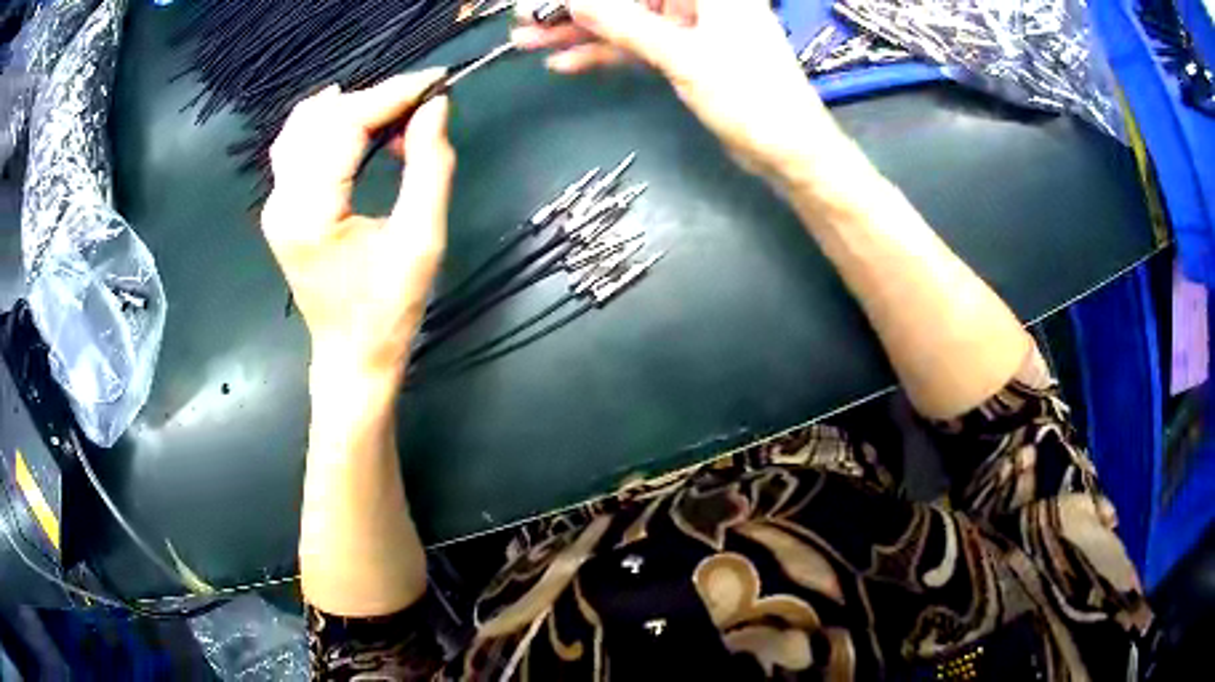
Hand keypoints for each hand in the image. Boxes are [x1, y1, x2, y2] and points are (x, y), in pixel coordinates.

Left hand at [260, 71, 454, 380]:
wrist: (351, 357)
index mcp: (310, 212)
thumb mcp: (422, 240)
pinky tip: (357, 124)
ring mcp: (275, 204)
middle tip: (422, 102)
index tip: (436, 81)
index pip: (345, 125)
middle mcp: (281, 200)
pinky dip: (329, 125)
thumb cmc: (388, 310)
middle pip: (321, 119)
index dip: (392, 94)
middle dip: (375, 99)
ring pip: (303, 126)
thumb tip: (436, 106)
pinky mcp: (280, 207)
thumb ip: (430, 166)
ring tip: (394, 113)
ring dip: (350, 109)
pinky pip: (297, 145)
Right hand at [513, 0, 835, 179]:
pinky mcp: (684, 54)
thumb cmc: (751, 96)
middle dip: (576, 8)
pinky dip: (603, 54)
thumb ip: (623, 24)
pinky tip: (564, 61)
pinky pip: (635, 46)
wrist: (788, 152)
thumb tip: (571, 0)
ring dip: (579, 32)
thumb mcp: (683, 56)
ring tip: (527, 41)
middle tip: (524, 19)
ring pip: (625, 21)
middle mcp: (699, 1)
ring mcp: (690, 27)